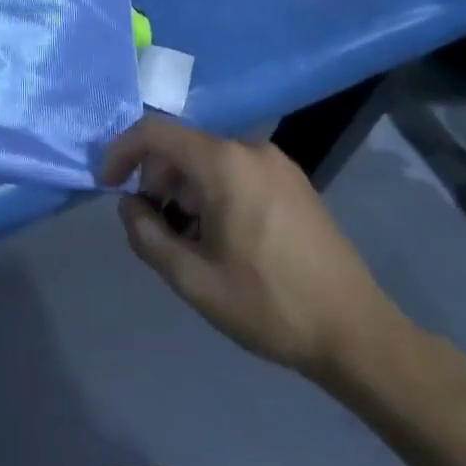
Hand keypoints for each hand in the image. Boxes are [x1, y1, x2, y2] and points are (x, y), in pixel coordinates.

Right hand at [100, 115, 402, 380]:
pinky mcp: (292, 180)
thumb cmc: (269, 304)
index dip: (122, 151)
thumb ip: (148, 236)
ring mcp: (276, 162)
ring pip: (209, 159)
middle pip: (182, 146)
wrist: (357, 332)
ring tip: (188, 239)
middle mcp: (249, 148)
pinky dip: (213, 191)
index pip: (155, 133)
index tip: (108, 185)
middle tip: (153, 226)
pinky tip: (220, 235)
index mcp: (223, 162)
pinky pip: (236, 170)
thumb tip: (128, 205)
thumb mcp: (194, 280)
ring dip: (184, 189)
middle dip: (156, 179)